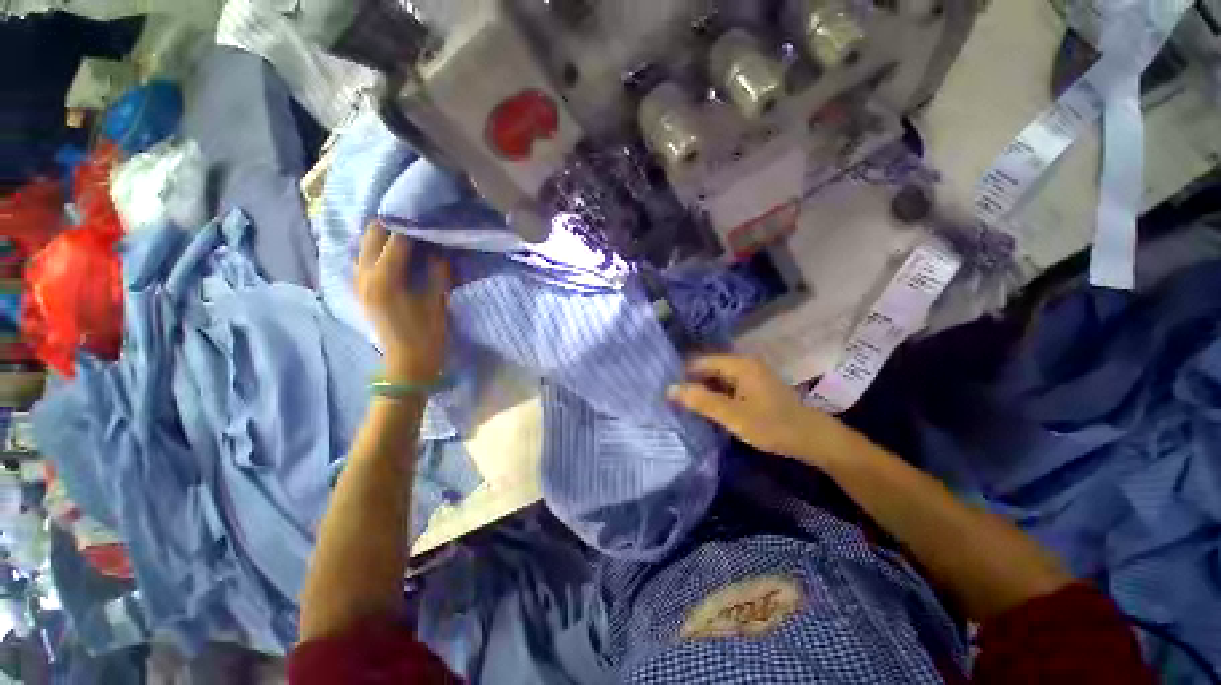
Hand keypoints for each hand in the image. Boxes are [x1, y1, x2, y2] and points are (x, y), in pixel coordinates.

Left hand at [356, 222, 451, 382]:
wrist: (407, 362)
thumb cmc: (427, 334)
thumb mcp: (436, 301)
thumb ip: (436, 271)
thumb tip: (438, 249)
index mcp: (385, 279)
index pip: (396, 240)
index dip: (414, 226)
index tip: (429, 216)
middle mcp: (365, 275)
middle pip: (372, 235)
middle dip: (393, 223)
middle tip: (417, 219)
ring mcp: (359, 282)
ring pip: (365, 245)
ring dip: (384, 235)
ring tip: (408, 232)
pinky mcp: (361, 289)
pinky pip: (365, 258)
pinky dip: (378, 249)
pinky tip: (396, 251)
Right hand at [667, 355, 848, 464]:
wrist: (812, 439)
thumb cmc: (771, 425)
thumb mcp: (732, 415)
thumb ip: (701, 401)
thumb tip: (670, 389)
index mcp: (739, 364)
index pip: (701, 362)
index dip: (683, 375)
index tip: (668, 391)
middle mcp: (744, 364)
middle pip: (709, 369)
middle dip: (692, 383)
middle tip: (674, 401)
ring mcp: (752, 376)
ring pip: (718, 379)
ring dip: (704, 391)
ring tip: (686, 406)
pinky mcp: (756, 388)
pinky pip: (728, 387)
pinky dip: (717, 396)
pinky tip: (709, 410)